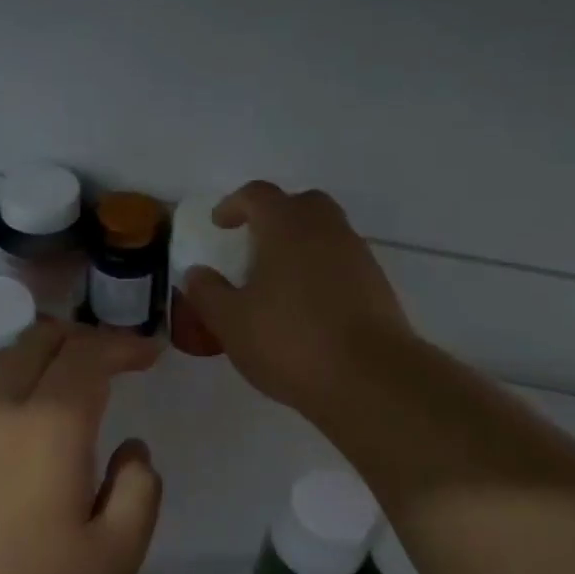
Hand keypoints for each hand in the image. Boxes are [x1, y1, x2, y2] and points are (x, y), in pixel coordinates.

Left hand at [0, 320, 162, 573]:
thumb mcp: (118, 554)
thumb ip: (139, 487)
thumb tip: (130, 449)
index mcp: (49, 426)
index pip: (88, 356)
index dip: (124, 346)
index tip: (152, 354)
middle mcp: (1, 409)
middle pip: (40, 340)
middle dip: (85, 338)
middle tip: (118, 360)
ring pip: (6, 357)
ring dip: (46, 353)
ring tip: (77, 378)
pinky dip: (18, 375)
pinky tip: (34, 413)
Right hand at [180, 181, 411, 416]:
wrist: (370, 378)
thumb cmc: (291, 341)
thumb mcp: (231, 322)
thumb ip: (208, 293)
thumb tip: (197, 273)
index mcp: (287, 226)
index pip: (258, 195)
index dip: (234, 205)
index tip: (218, 225)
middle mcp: (326, 229)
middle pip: (300, 204)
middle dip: (274, 216)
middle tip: (254, 245)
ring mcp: (358, 256)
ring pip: (326, 233)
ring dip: (300, 245)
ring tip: (278, 281)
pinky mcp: (377, 285)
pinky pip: (342, 263)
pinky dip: (321, 272)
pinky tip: (307, 307)